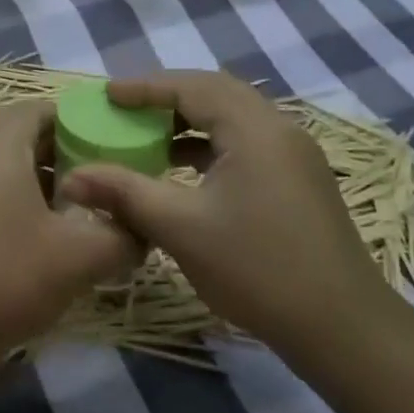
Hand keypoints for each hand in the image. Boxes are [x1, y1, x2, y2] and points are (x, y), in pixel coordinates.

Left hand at [0, 101, 142, 366]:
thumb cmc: (6, 277)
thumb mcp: (81, 257)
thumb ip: (123, 236)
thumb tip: (141, 229)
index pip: (34, 108)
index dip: (71, 118)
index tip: (102, 143)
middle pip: (17, 138)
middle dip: (59, 154)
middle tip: (96, 182)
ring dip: (36, 184)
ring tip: (71, 216)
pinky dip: (11, 206)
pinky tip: (33, 246)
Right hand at [58, 70, 396, 354]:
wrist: (341, 327)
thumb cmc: (257, 268)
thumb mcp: (181, 228)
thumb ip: (124, 194)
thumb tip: (71, 179)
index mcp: (254, 128)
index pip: (193, 86)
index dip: (145, 87)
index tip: (107, 94)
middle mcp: (279, 129)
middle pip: (215, 93)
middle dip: (167, 98)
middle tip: (125, 110)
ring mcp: (294, 155)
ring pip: (233, 119)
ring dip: (189, 122)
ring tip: (148, 139)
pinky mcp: (299, 180)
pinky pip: (246, 143)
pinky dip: (210, 146)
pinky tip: (184, 172)